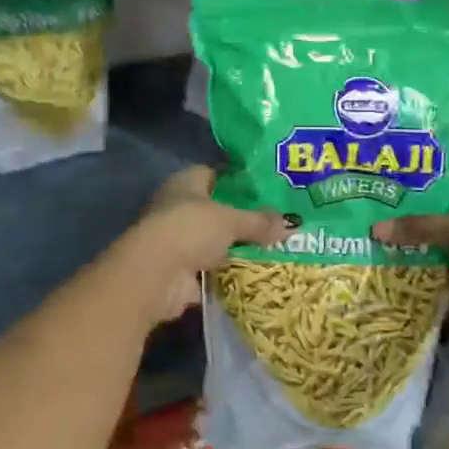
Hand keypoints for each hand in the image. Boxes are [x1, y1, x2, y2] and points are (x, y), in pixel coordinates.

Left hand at [121, 166, 288, 323]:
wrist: (156, 275)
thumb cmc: (190, 229)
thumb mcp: (231, 220)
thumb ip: (259, 221)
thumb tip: (292, 223)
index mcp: (185, 183)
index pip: (213, 174)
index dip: (237, 180)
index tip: (265, 189)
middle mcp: (177, 207)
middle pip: (215, 209)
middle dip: (241, 218)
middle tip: (277, 223)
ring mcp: (177, 240)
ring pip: (214, 240)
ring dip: (235, 247)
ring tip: (273, 250)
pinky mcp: (180, 271)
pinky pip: (211, 269)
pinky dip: (228, 273)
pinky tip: (255, 275)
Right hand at [372, 181, 448, 347]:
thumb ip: (420, 226)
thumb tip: (374, 229)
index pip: (448, 173)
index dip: (419, 172)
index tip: (385, 170)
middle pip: (437, 208)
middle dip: (407, 209)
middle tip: (367, 202)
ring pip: (434, 238)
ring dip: (409, 239)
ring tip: (367, 230)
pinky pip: (435, 267)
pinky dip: (415, 266)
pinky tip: (384, 261)